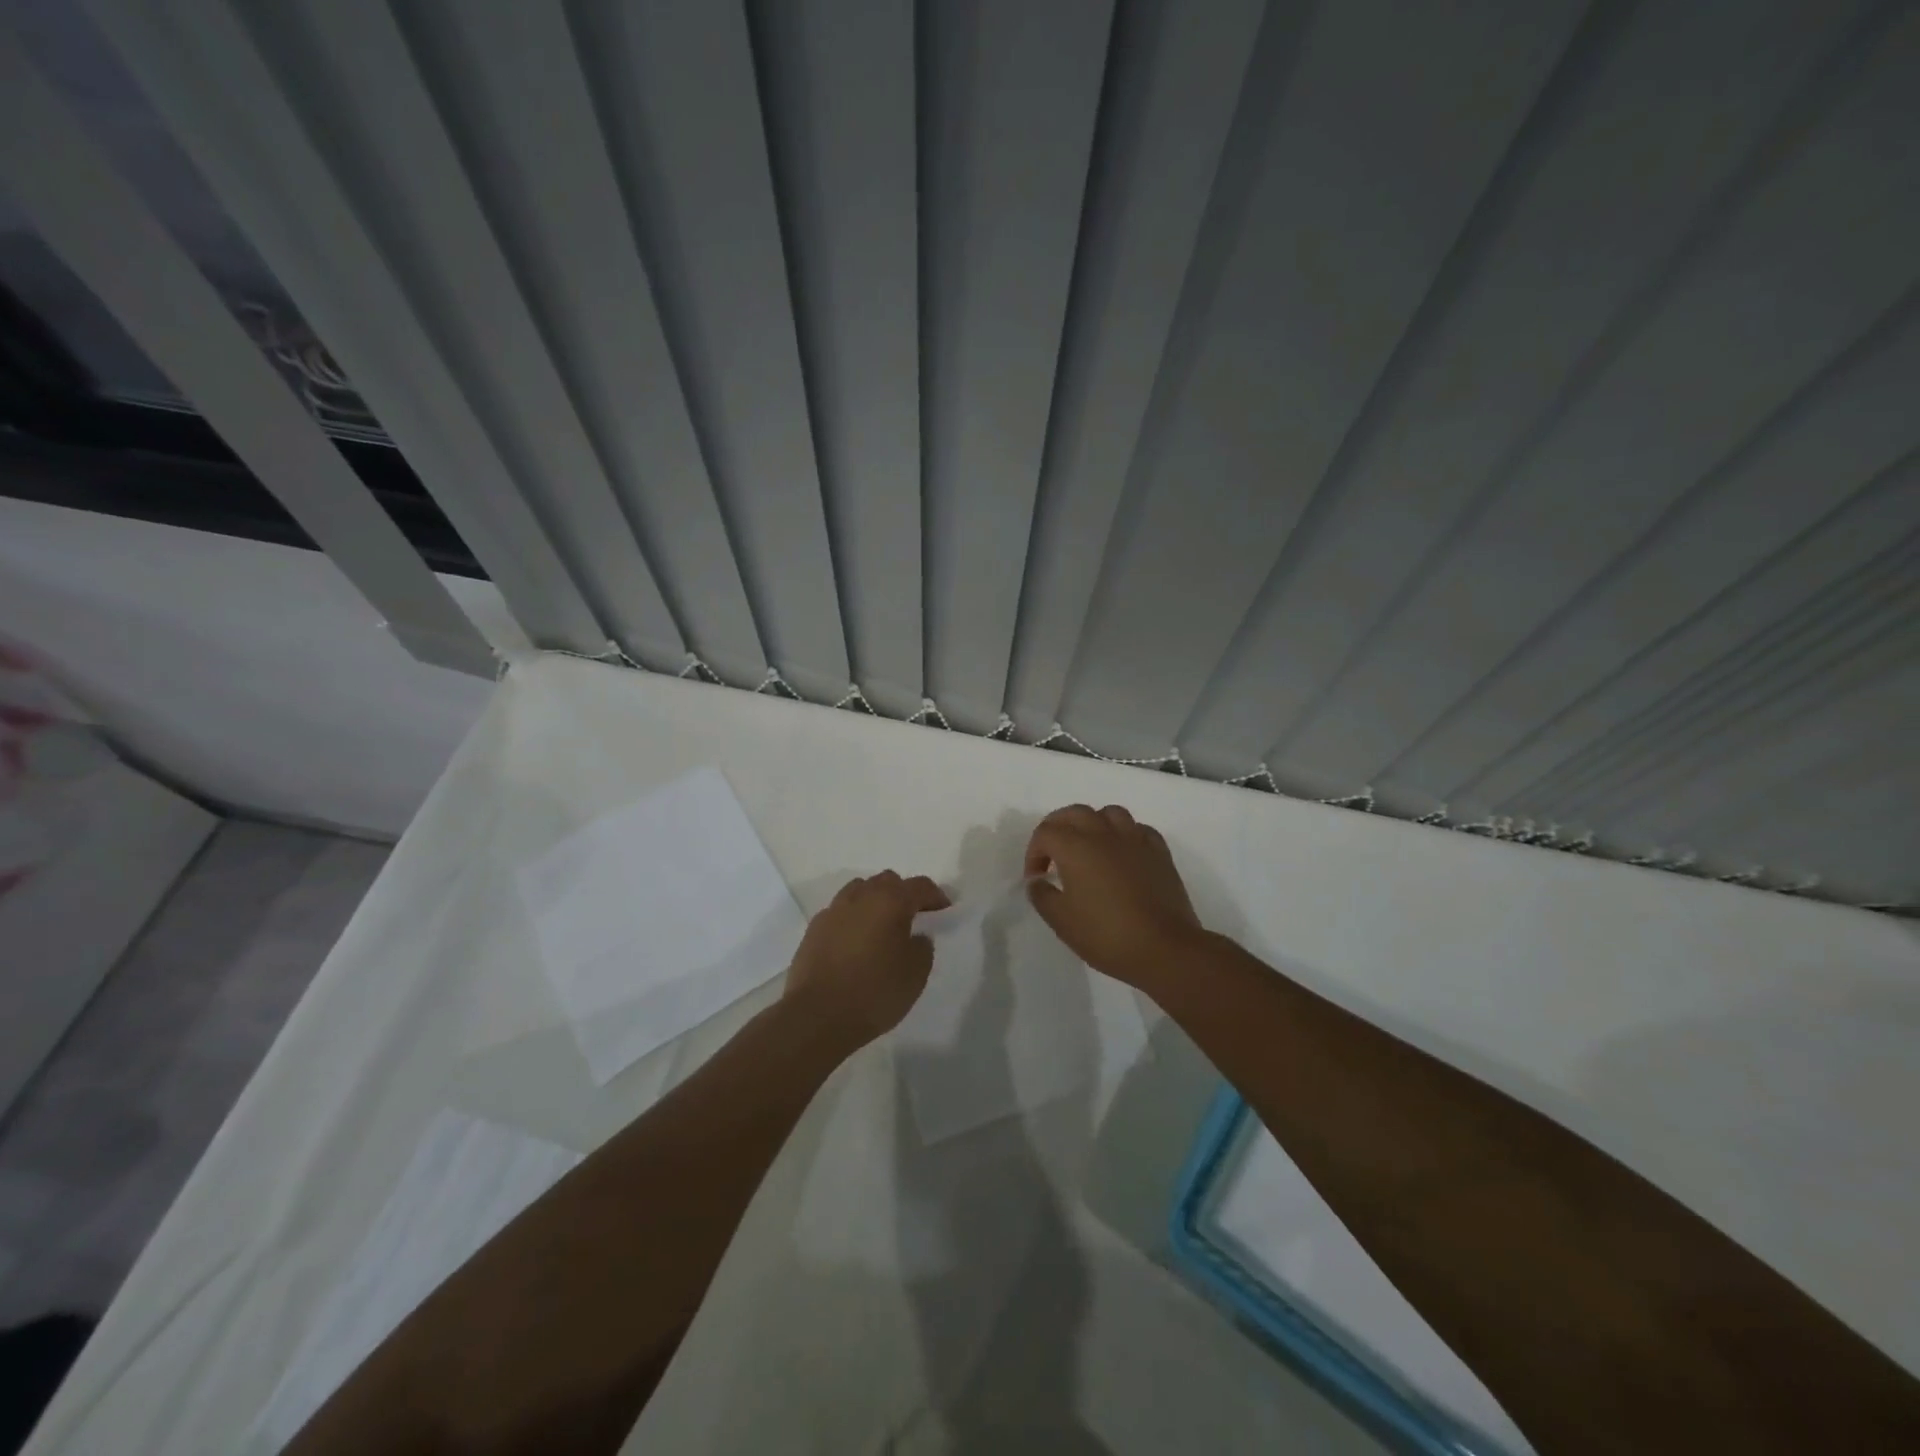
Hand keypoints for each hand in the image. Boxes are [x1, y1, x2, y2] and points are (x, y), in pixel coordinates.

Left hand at [783, 870, 949, 1050]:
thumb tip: (916, 937)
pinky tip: (856, 942)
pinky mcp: (813, 929)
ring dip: (875, 901)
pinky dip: (853, 919)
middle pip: (887, 881)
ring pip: (859, 891)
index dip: (936, 896)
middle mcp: (860, 897)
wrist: (817, 1016)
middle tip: (913, 917)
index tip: (944, 911)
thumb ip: (922, 948)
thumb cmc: (874, 993)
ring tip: (882, 927)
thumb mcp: (915, 975)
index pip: (920, 886)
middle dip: (903, 894)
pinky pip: (839, 912)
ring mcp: (833, 911)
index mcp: (890, 902)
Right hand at [1024, 804, 1206, 992]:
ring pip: (1110, 813)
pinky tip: (1122, 853)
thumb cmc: (1106, 935)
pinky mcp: (1159, 852)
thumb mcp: (1061, 921)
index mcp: (1076, 847)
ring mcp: (1135, 840)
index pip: (1045, 833)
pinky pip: (1138, 829)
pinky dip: (1125, 834)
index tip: (1036, 878)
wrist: (1164, 948)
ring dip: (1093, 823)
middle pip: (1075, 812)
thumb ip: (1042, 895)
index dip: (1034, 853)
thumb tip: (1038, 881)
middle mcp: (1104, 834)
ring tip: (1089, 846)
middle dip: (1058, 827)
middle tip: (1053, 852)